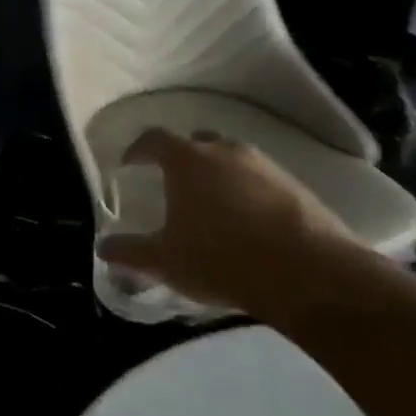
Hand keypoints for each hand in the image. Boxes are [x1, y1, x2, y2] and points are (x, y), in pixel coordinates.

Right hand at [97, 129, 361, 316]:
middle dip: (181, 157)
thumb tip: (103, 248)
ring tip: (212, 204)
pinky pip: (261, 181)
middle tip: (172, 182)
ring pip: (232, 159)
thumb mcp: (165, 261)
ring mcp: (266, 167)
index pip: (154, 139)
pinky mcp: (298, 188)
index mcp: (186, 160)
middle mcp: (225, 151)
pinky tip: (247, 222)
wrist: (312, 276)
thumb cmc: (222, 259)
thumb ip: (130, 252)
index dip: (138, 150)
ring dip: (218, 175)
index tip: (129, 165)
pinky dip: (248, 192)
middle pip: (196, 142)